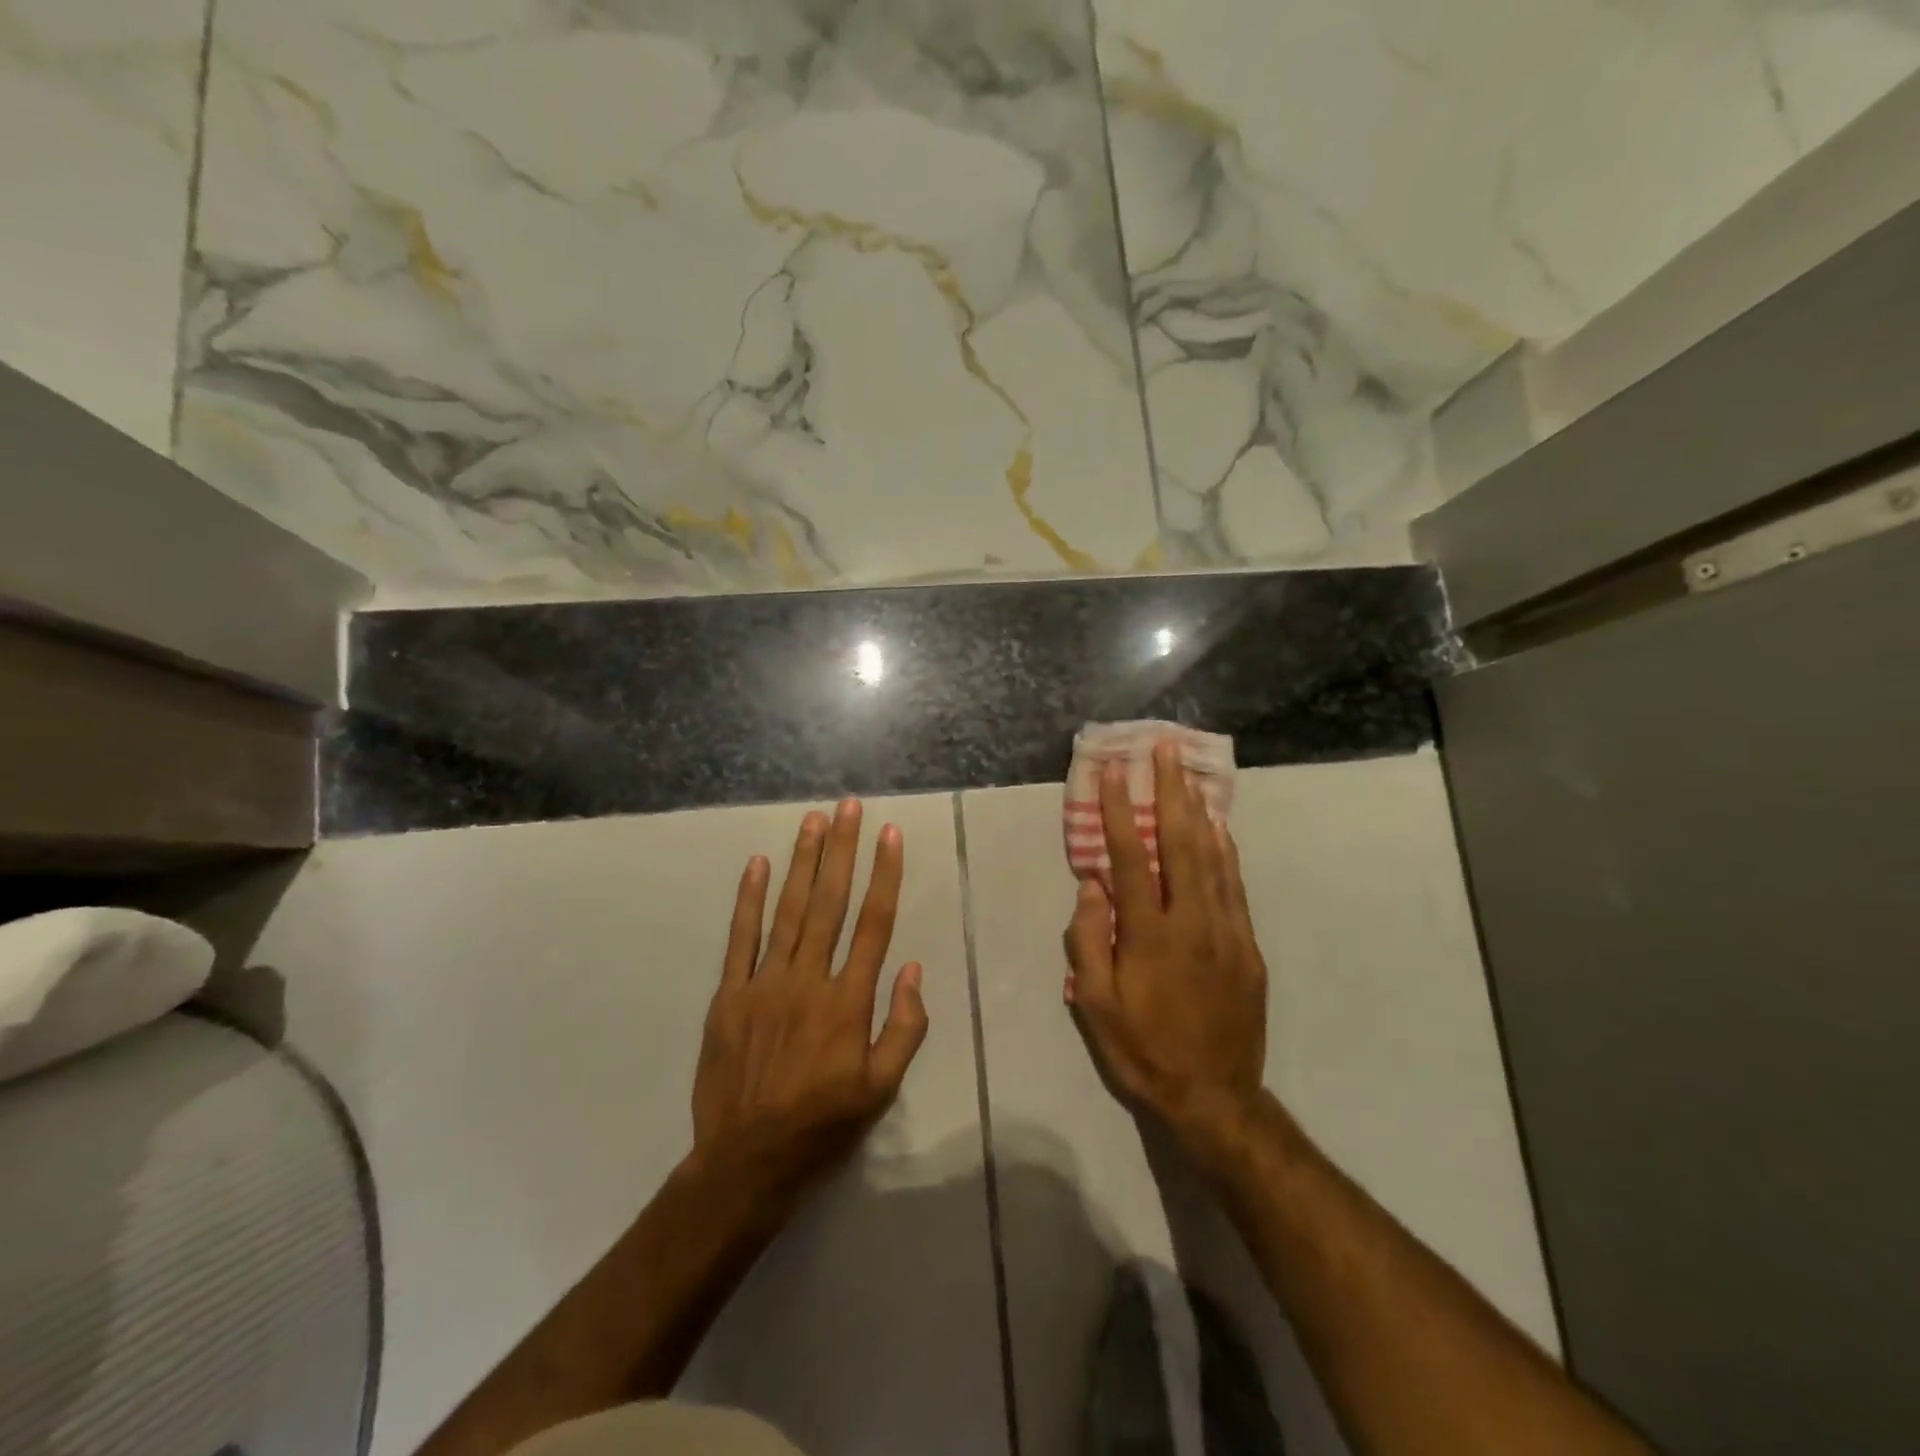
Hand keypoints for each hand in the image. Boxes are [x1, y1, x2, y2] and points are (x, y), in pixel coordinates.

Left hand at [688, 799, 929, 1213]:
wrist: (747, 1161)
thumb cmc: (823, 1124)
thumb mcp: (882, 1090)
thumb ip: (904, 1028)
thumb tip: (911, 969)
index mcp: (848, 1002)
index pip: (872, 924)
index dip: (884, 875)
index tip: (889, 836)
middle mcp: (808, 980)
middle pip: (830, 903)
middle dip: (842, 850)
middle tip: (849, 807)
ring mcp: (764, 983)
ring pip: (788, 910)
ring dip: (803, 862)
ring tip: (813, 820)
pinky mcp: (730, 995)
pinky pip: (740, 938)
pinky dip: (749, 899)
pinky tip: (757, 864)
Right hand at [1065, 740, 1268, 1171]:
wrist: (1215, 1097)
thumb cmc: (1143, 1050)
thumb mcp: (1096, 1007)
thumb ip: (1088, 941)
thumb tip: (1092, 884)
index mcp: (1149, 936)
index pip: (1131, 859)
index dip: (1121, 812)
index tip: (1116, 772)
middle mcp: (1192, 923)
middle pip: (1181, 844)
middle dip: (1170, 792)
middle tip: (1165, 750)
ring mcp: (1227, 932)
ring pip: (1213, 858)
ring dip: (1198, 810)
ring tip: (1190, 774)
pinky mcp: (1248, 947)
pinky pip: (1235, 887)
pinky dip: (1225, 851)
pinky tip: (1218, 828)